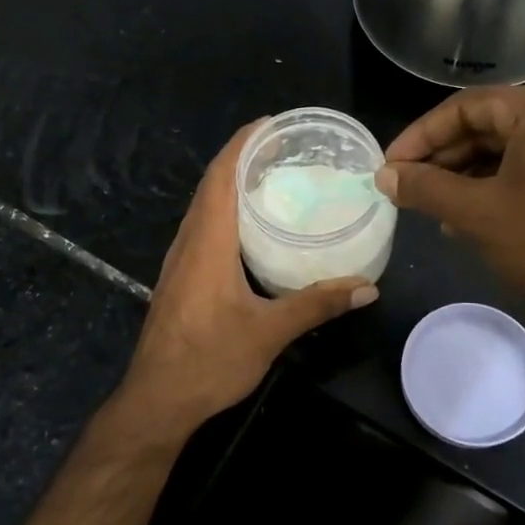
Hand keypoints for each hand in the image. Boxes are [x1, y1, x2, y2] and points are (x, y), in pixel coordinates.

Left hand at [114, 121, 377, 439]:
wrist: (156, 401)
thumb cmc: (208, 362)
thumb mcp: (269, 333)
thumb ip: (317, 304)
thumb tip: (367, 287)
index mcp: (207, 243)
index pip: (220, 176)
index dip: (242, 144)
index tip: (271, 123)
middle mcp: (188, 243)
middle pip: (211, 185)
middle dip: (242, 158)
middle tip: (283, 148)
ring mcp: (179, 261)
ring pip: (204, 207)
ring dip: (231, 183)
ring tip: (272, 176)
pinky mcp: (180, 279)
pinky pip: (203, 228)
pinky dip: (225, 211)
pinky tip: (251, 227)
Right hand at [376, 85, 524, 357]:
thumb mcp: (476, 212)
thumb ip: (425, 188)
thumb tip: (385, 176)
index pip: (463, 108)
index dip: (419, 137)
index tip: (390, 167)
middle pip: (485, 128)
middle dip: (442, 160)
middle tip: (407, 189)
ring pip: (505, 152)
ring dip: (464, 178)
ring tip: (434, 210)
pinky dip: (494, 189)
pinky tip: (470, 220)